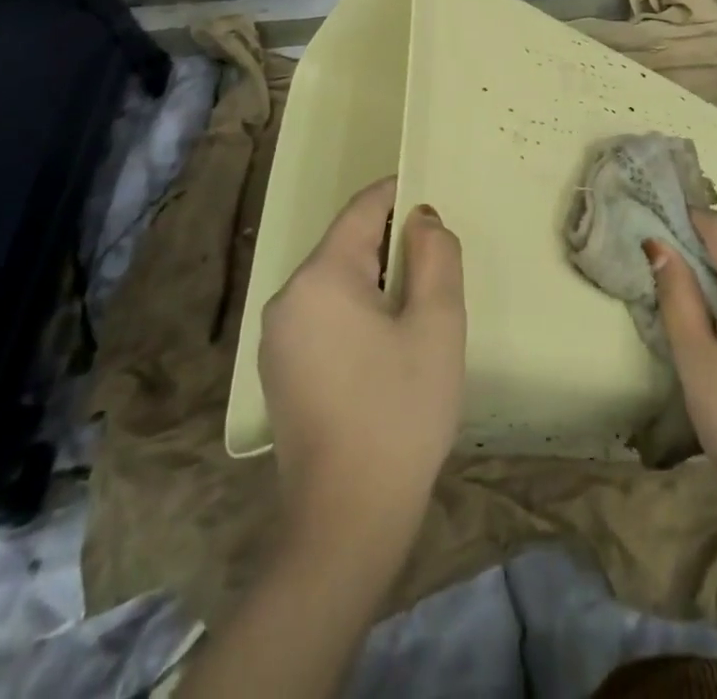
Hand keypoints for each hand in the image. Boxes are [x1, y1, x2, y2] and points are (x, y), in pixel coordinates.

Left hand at [260, 177, 464, 541]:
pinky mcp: (280, 370)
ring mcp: (277, 337)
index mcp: (321, 277)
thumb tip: (422, 218)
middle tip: (439, 265)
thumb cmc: (400, 411)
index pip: (363, 209)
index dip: (400, 194)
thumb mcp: (437, 324)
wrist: (346, 521)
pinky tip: (387, 347)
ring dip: (378, 279)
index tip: (434, 200)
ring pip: (336, 281)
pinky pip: (323, 315)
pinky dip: (357, 311)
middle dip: (393, 243)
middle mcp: (288, 297)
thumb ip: (436, 255)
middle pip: (347, 245)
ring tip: (419, 308)